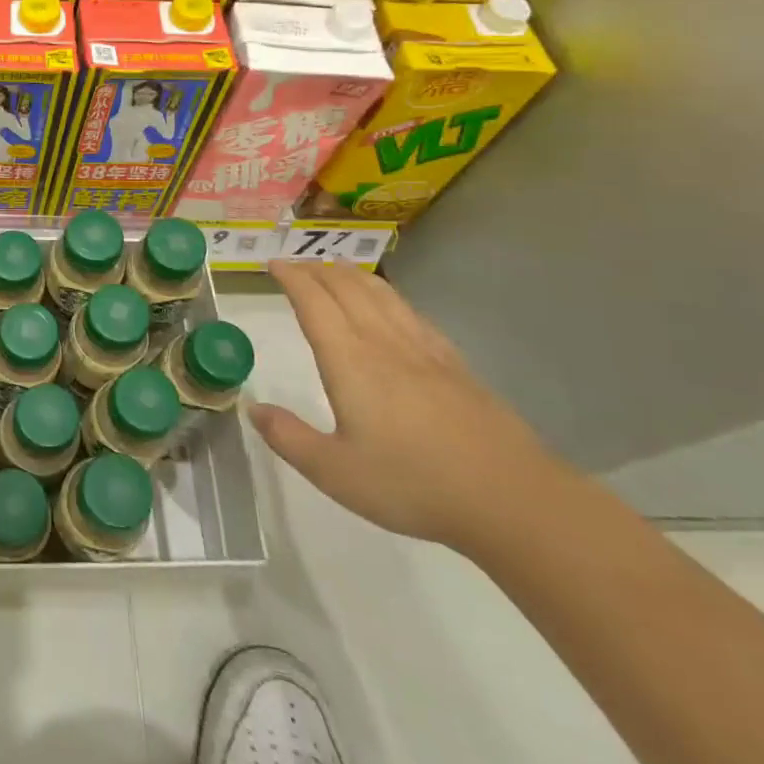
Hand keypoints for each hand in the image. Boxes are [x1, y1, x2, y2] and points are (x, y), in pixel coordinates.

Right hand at [249, 261, 574, 552]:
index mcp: (350, 360)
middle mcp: (384, 343)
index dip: (292, 278)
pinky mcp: (454, 365)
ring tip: (337, 268)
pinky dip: (389, 296)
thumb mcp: (335, 472)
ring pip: (382, 295)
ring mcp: (424, 350)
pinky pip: (412, 313)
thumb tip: (253, 408)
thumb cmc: (413, 484)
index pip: (314, 302)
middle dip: (317, 270)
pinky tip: (392, 306)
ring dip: (352, 275)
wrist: (510, 499)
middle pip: (347, 289)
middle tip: (296, 265)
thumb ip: (289, 438)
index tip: (273, 264)